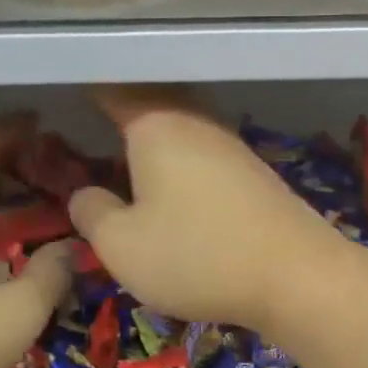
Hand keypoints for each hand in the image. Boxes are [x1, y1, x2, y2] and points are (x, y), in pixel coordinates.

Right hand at [68, 87, 351, 332]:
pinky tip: (179, 194)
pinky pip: (207, 161)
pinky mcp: (257, 178)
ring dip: (157, 145)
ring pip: (183, 134)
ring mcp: (233, 149)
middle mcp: (197, 124)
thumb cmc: (197, 256)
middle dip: (125, 114)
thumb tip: (85, 194)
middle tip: (97, 128)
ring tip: (130, 163)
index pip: (114, 92)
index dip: (88, 91)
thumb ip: (92, 214)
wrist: (297, 276)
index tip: (70, 92)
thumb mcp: (121, 246)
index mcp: (156, 126)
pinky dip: (185, 169)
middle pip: (154, 107)